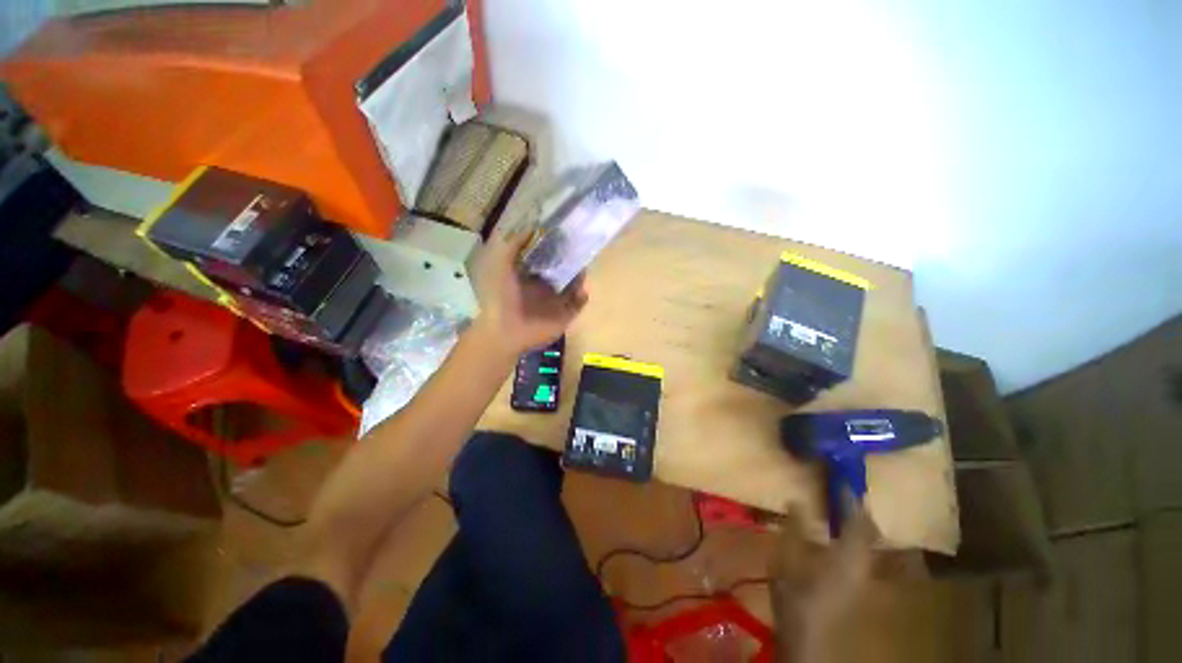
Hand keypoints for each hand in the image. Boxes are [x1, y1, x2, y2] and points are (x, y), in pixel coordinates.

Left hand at [471, 228, 588, 355]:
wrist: (506, 330)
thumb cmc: (501, 296)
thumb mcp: (501, 264)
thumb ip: (514, 245)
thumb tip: (533, 228)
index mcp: (529, 276)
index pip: (546, 258)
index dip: (555, 247)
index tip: (564, 234)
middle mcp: (544, 287)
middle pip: (562, 271)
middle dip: (571, 261)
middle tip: (580, 247)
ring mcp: (555, 302)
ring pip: (573, 286)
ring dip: (579, 277)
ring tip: (584, 265)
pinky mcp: (564, 316)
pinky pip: (578, 304)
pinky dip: (582, 297)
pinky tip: (583, 288)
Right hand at [771, 500, 878, 634]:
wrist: (811, 643)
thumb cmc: (797, 598)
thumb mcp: (786, 560)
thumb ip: (793, 529)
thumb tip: (796, 500)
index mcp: (849, 555)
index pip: (858, 520)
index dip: (850, 499)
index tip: (840, 480)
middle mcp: (867, 566)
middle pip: (872, 534)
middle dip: (860, 514)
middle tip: (842, 497)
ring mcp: (869, 581)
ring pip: (876, 548)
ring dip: (863, 530)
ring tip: (845, 517)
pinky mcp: (864, 591)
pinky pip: (870, 561)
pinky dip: (861, 547)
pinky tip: (844, 545)